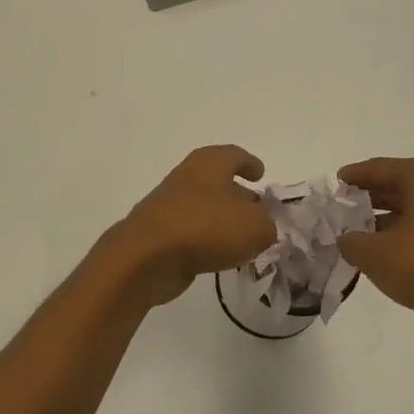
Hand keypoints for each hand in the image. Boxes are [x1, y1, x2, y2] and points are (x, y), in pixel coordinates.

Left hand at [107, 146, 277, 308]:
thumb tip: (262, 228)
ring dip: (224, 222)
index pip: (234, 155)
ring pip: (205, 209)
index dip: (250, 163)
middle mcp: (188, 178)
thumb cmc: (206, 228)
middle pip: (219, 183)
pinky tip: (221, 258)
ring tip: (245, 241)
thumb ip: (267, 224)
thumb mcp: (255, 226)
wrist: (147, 257)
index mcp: (209, 163)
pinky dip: (208, 241)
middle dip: (240, 197)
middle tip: (260, 214)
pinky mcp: (160, 234)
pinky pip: (192, 233)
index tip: (261, 174)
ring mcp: (170, 206)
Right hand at [336, 157, 413, 353]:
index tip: (337, 183)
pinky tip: (395, 251)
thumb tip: (347, 239)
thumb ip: (351, 241)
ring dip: (393, 218)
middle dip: (374, 198)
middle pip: (404, 185)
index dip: (354, 176)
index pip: (381, 168)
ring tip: (365, 233)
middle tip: (347, 208)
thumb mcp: (374, 254)